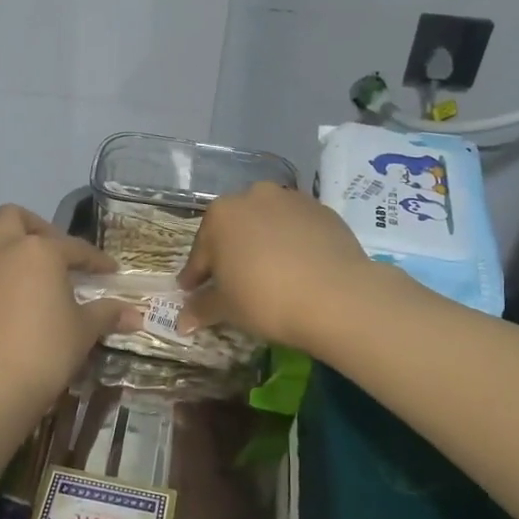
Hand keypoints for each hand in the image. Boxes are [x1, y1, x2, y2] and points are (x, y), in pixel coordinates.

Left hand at [0, 206, 142, 414]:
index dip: (96, 260)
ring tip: (38, 271)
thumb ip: (107, 314)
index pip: (74, 248)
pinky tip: (23, 297)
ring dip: (14, 246)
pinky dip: (4, 272)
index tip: (111, 271)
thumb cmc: (46, 349)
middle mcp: (6, 252)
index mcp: (39, 251)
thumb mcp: (84, 330)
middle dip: (38, 227)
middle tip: (59, 252)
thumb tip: (134, 315)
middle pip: (14, 218)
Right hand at [177, 183, 378, 351]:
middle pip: (233, 230)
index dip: (195, 277)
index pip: (200, 252)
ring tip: (267, 273)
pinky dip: (291, 243)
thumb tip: (181, 322)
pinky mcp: (322, 210)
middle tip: (231, 284)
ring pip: (266, 224)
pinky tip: (296, 268)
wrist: (337, 297)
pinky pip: (296, 228)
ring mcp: (291, 200)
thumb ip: (201, 308)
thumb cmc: (266, 299)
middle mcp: (253, 196)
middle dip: (229, 254)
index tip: (192, 292)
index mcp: (220, 215)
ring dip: (262, 244)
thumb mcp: (227, 308)